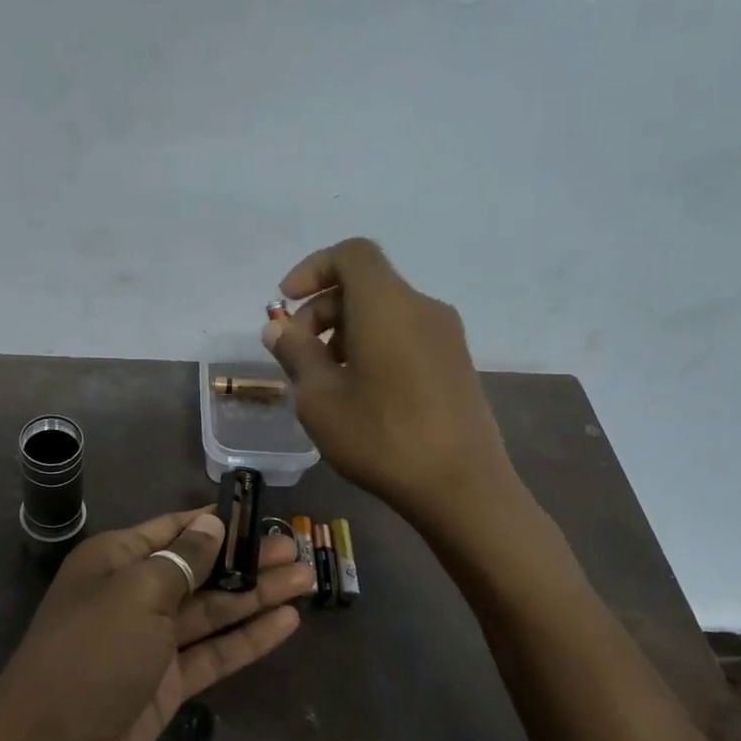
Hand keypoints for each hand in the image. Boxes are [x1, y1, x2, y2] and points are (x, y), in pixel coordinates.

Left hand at [0, 508, 312, 740]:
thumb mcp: (136, 595)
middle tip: (298, 550)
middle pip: (199, 570)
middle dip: (247, 559)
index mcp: (115, 561)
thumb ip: (181, 560)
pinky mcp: (166, 685)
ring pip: (212, 611)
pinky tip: (287, 622)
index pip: (173, 529)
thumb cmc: (91, 657)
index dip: (216, 522)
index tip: (261, 513)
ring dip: (256, 595)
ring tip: (306, 579)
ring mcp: (151, 643)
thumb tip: (211, 525)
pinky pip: (213, 653)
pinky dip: (247, 638)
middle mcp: (133, 595)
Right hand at [263, 238, 524, 530]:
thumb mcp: (320, 399)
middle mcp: (422, 308)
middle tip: (298, 354)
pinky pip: (406, 335)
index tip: (287, 303)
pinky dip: (374, 346)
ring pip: (385, 312)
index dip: (312, 268)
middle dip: (323, 309)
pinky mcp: (456, 363)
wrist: (462, 486)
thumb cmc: (381, 438)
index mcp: (387, 305)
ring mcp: (445, 336)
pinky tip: (361, 393)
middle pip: (366, 284)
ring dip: (346, 332)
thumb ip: (296, 354)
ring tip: (326, 380)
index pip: (351, 254)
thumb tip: (278, 328)